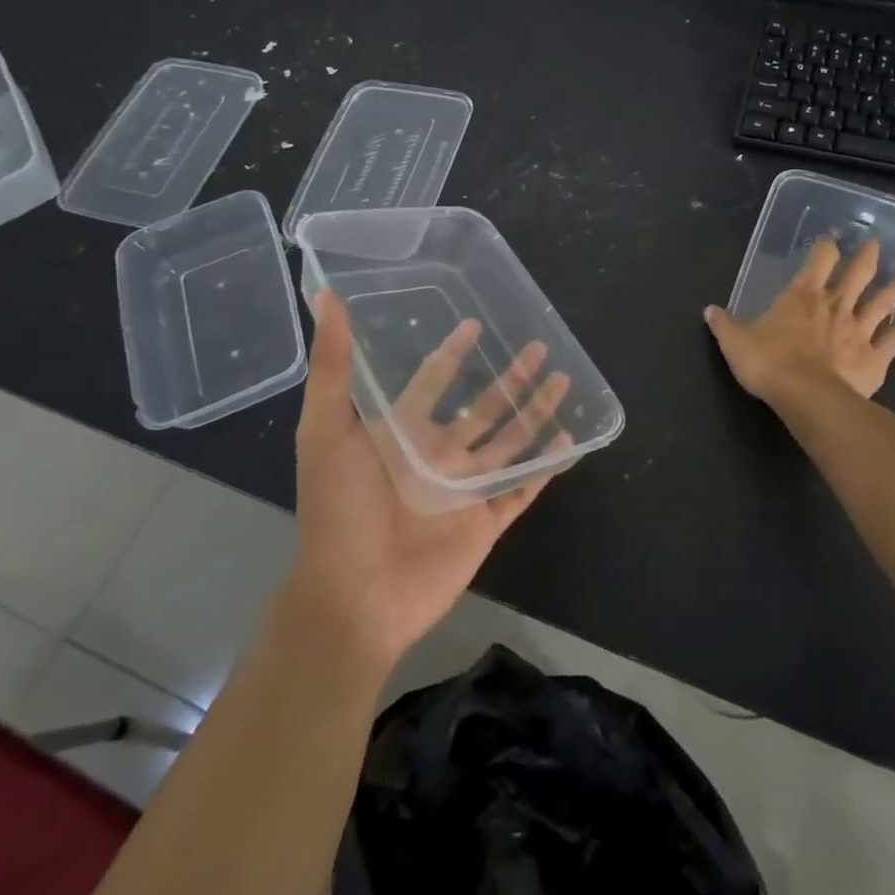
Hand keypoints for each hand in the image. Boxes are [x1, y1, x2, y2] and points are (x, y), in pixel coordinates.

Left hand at [283, 290, 564, 676]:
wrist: (354, 596)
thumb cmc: (338, 510)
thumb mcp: (324, 431)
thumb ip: (333, 368)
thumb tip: (325, 299)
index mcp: (402, 434)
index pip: (433, 380)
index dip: (451, 352)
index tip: (473, 324)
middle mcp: (437, 455)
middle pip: (483, 406)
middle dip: (510, 376)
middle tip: (538, 346)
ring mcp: (464, 489)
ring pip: (510, 440)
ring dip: (535, 411)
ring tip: (562, 380)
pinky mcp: (485, 521)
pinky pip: (523, 489)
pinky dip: (546, 467)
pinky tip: (569, 440)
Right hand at [703, 237, 894, 402]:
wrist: (806, 397)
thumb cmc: (769, 362)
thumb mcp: (735, 342)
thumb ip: (725, 324)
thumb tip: (709, 310)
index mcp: (803, 296)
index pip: (819, 259)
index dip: (826, 246)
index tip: (831, 239)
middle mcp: (836, 306)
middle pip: (858, 273)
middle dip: (867, 256)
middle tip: (874, 244)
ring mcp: (859, 331)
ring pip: (882, 304)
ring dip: (892, 291)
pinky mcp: (874, 359)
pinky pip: (892, 343)